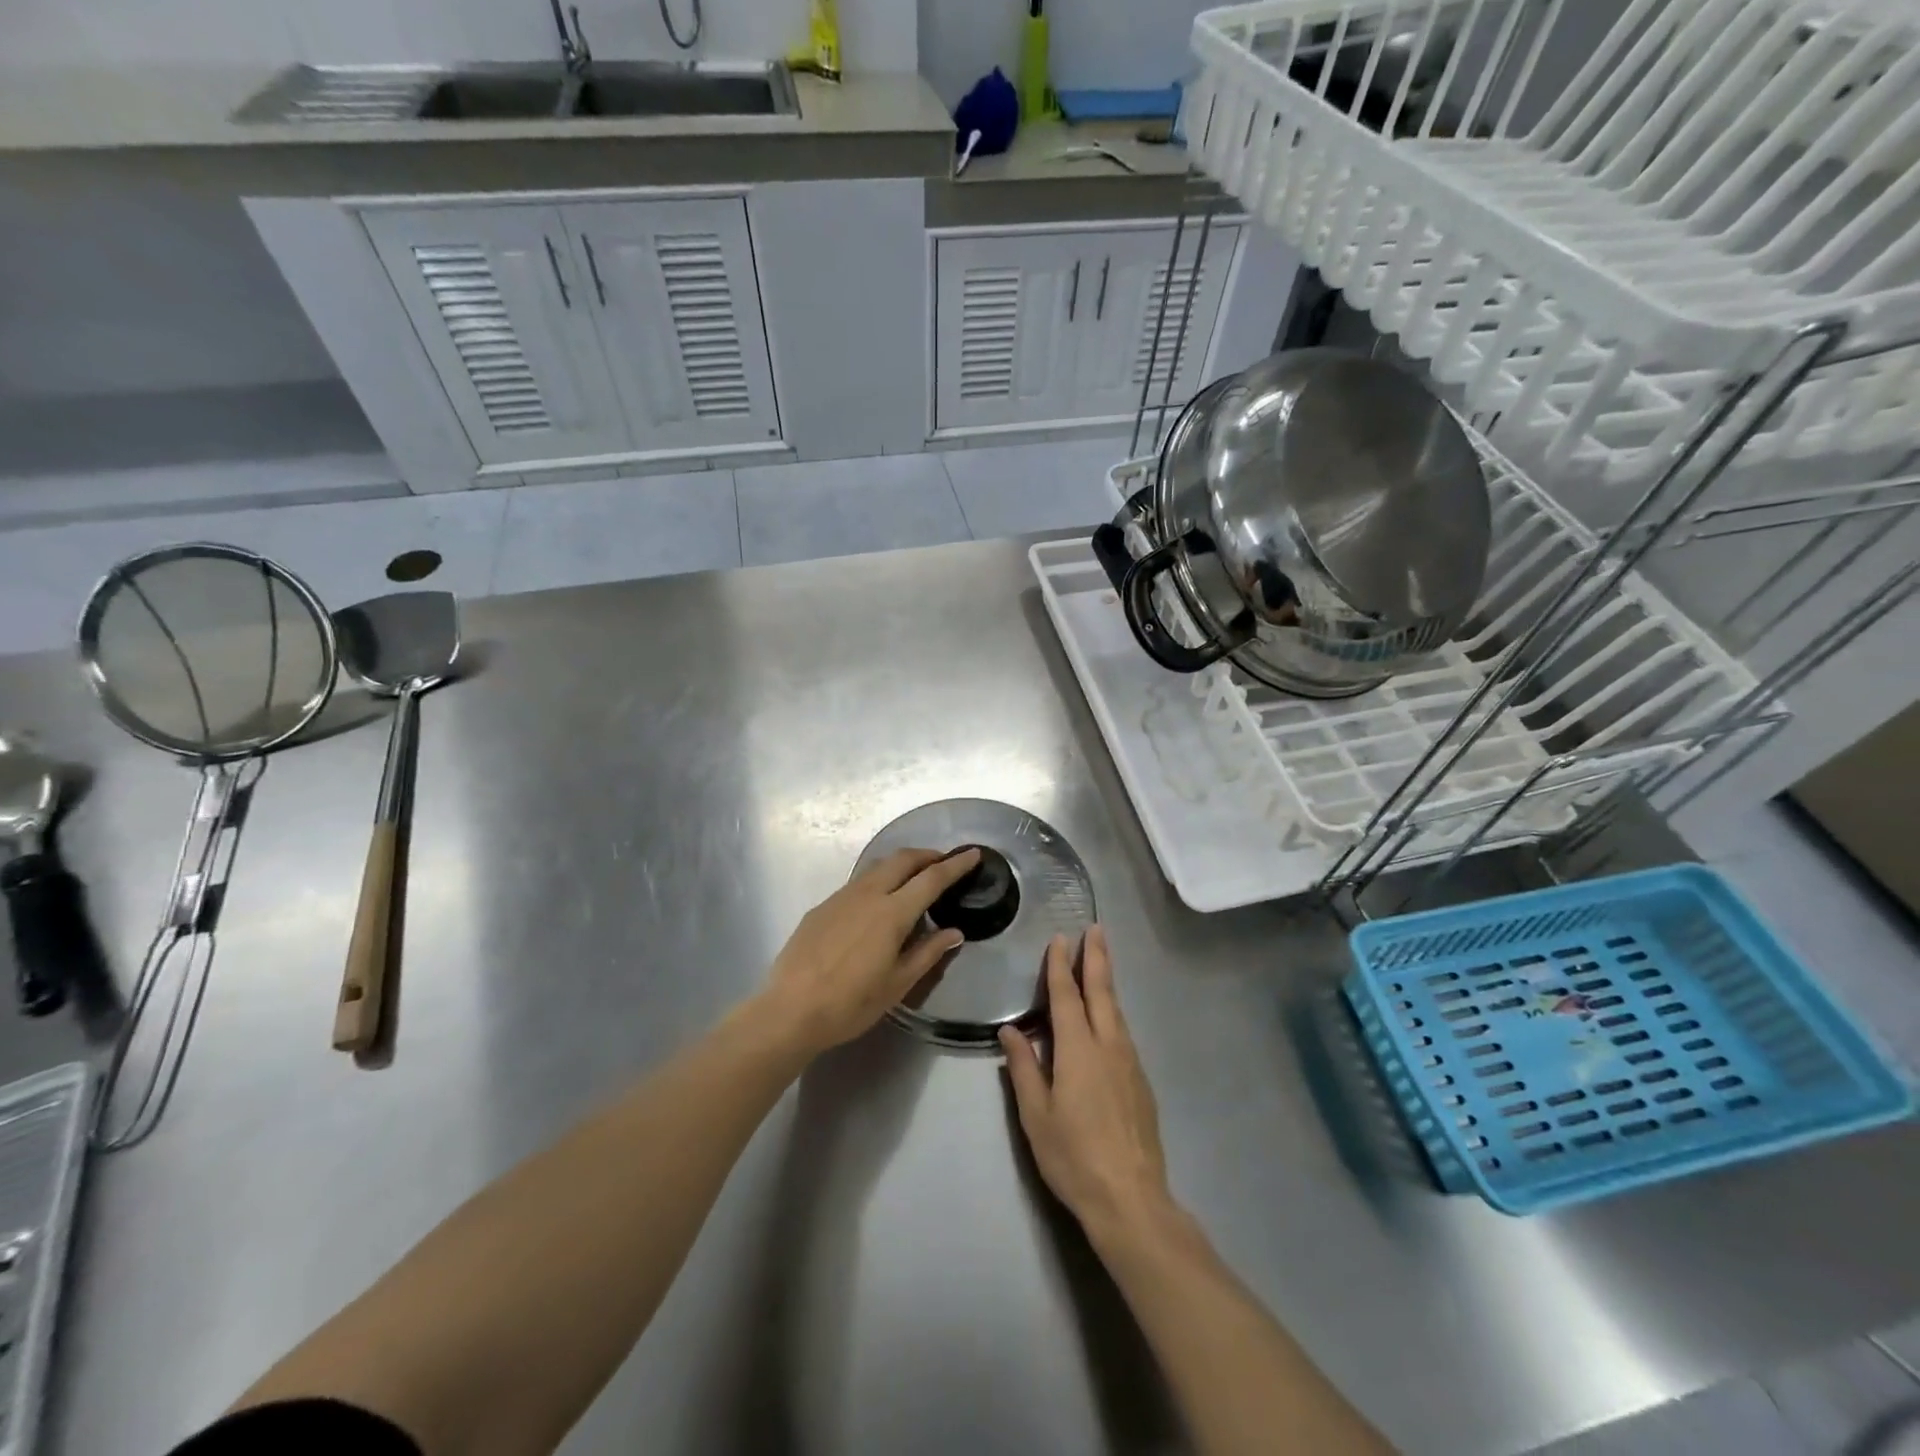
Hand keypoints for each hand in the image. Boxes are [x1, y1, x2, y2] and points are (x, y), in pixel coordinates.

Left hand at [761, 847, 981, 1056]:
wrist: (790, 1010)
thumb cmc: (851, 1003)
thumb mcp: (898, 984)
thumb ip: (928, 953)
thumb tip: (954, 932)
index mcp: (892, 913)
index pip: (931, 879)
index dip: (955, 865)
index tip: (972, 854)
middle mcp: (868, 894)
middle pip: (902, 859)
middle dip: (927, 855)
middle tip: (944, 862)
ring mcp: (841, 897)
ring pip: (877, 867)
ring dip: (901, 864)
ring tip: (913, 878)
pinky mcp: (822, 907)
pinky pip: (858, 884)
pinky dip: (878, 881)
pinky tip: (877, 904)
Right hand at [1000, 926, 1173, 1240]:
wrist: (1131, 1199)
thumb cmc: (1074, 1157)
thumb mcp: (1036, 1115)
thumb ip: (1023, 1068)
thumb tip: (1010, 1030)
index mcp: (1078, 1049)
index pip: (1066, 996)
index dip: (1060, 966)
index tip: (1059, 939)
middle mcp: (1108, 1045)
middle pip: (1102, 991)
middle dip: (1097, 957)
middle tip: (1096, 928)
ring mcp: (1130, 1063)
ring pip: (1117, 1010)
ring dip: (1107, 982)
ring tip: (1100, 962)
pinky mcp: (1141, 1082)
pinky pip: (1124, 1032)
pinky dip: (1114, 1011)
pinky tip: (1109, 1018)